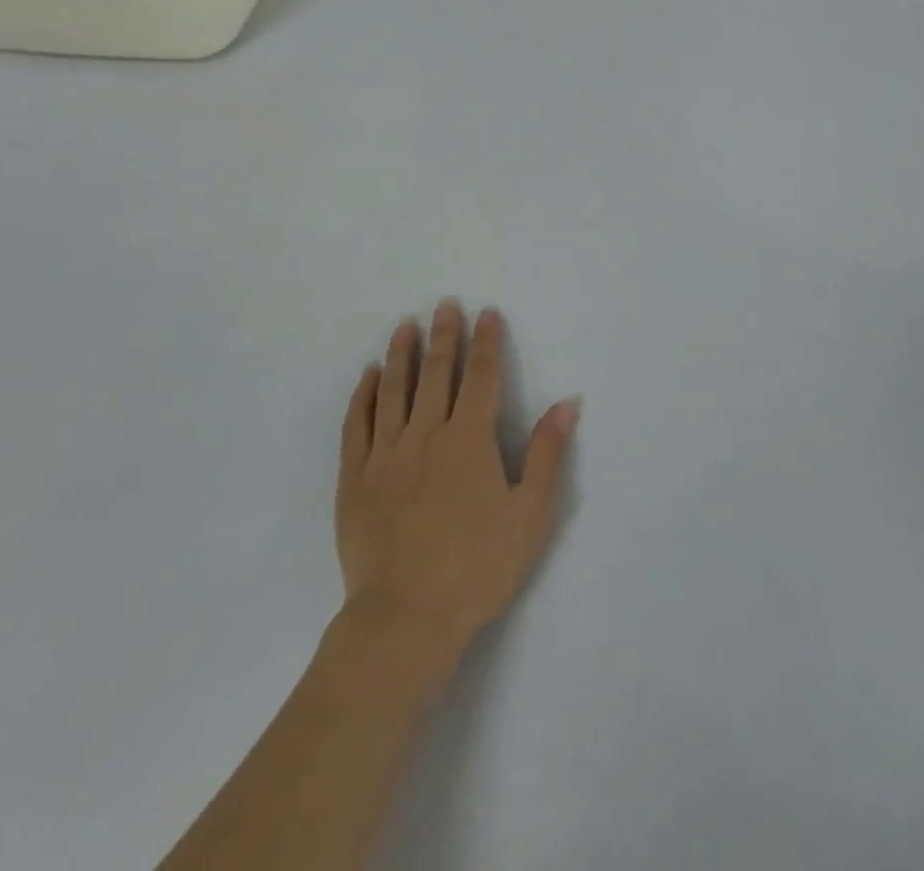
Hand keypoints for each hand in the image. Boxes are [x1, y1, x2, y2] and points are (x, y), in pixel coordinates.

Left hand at [336, 303, 579, 657]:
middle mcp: (426, 434)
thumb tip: (567, 403)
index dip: (486, 341)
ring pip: (394, 389)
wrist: (406, 619)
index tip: (487, 312)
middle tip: (445, 304)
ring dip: (402, 354)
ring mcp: (386, 454)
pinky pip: (358, 424)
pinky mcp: (355, 478)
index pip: (480, 376)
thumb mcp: (530, 515)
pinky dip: (363, 395)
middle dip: (444, 335)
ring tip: (406, 326)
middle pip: (436, 373)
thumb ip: (547, 454)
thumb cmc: (478, 567)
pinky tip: (368, 376)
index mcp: (469, 440)